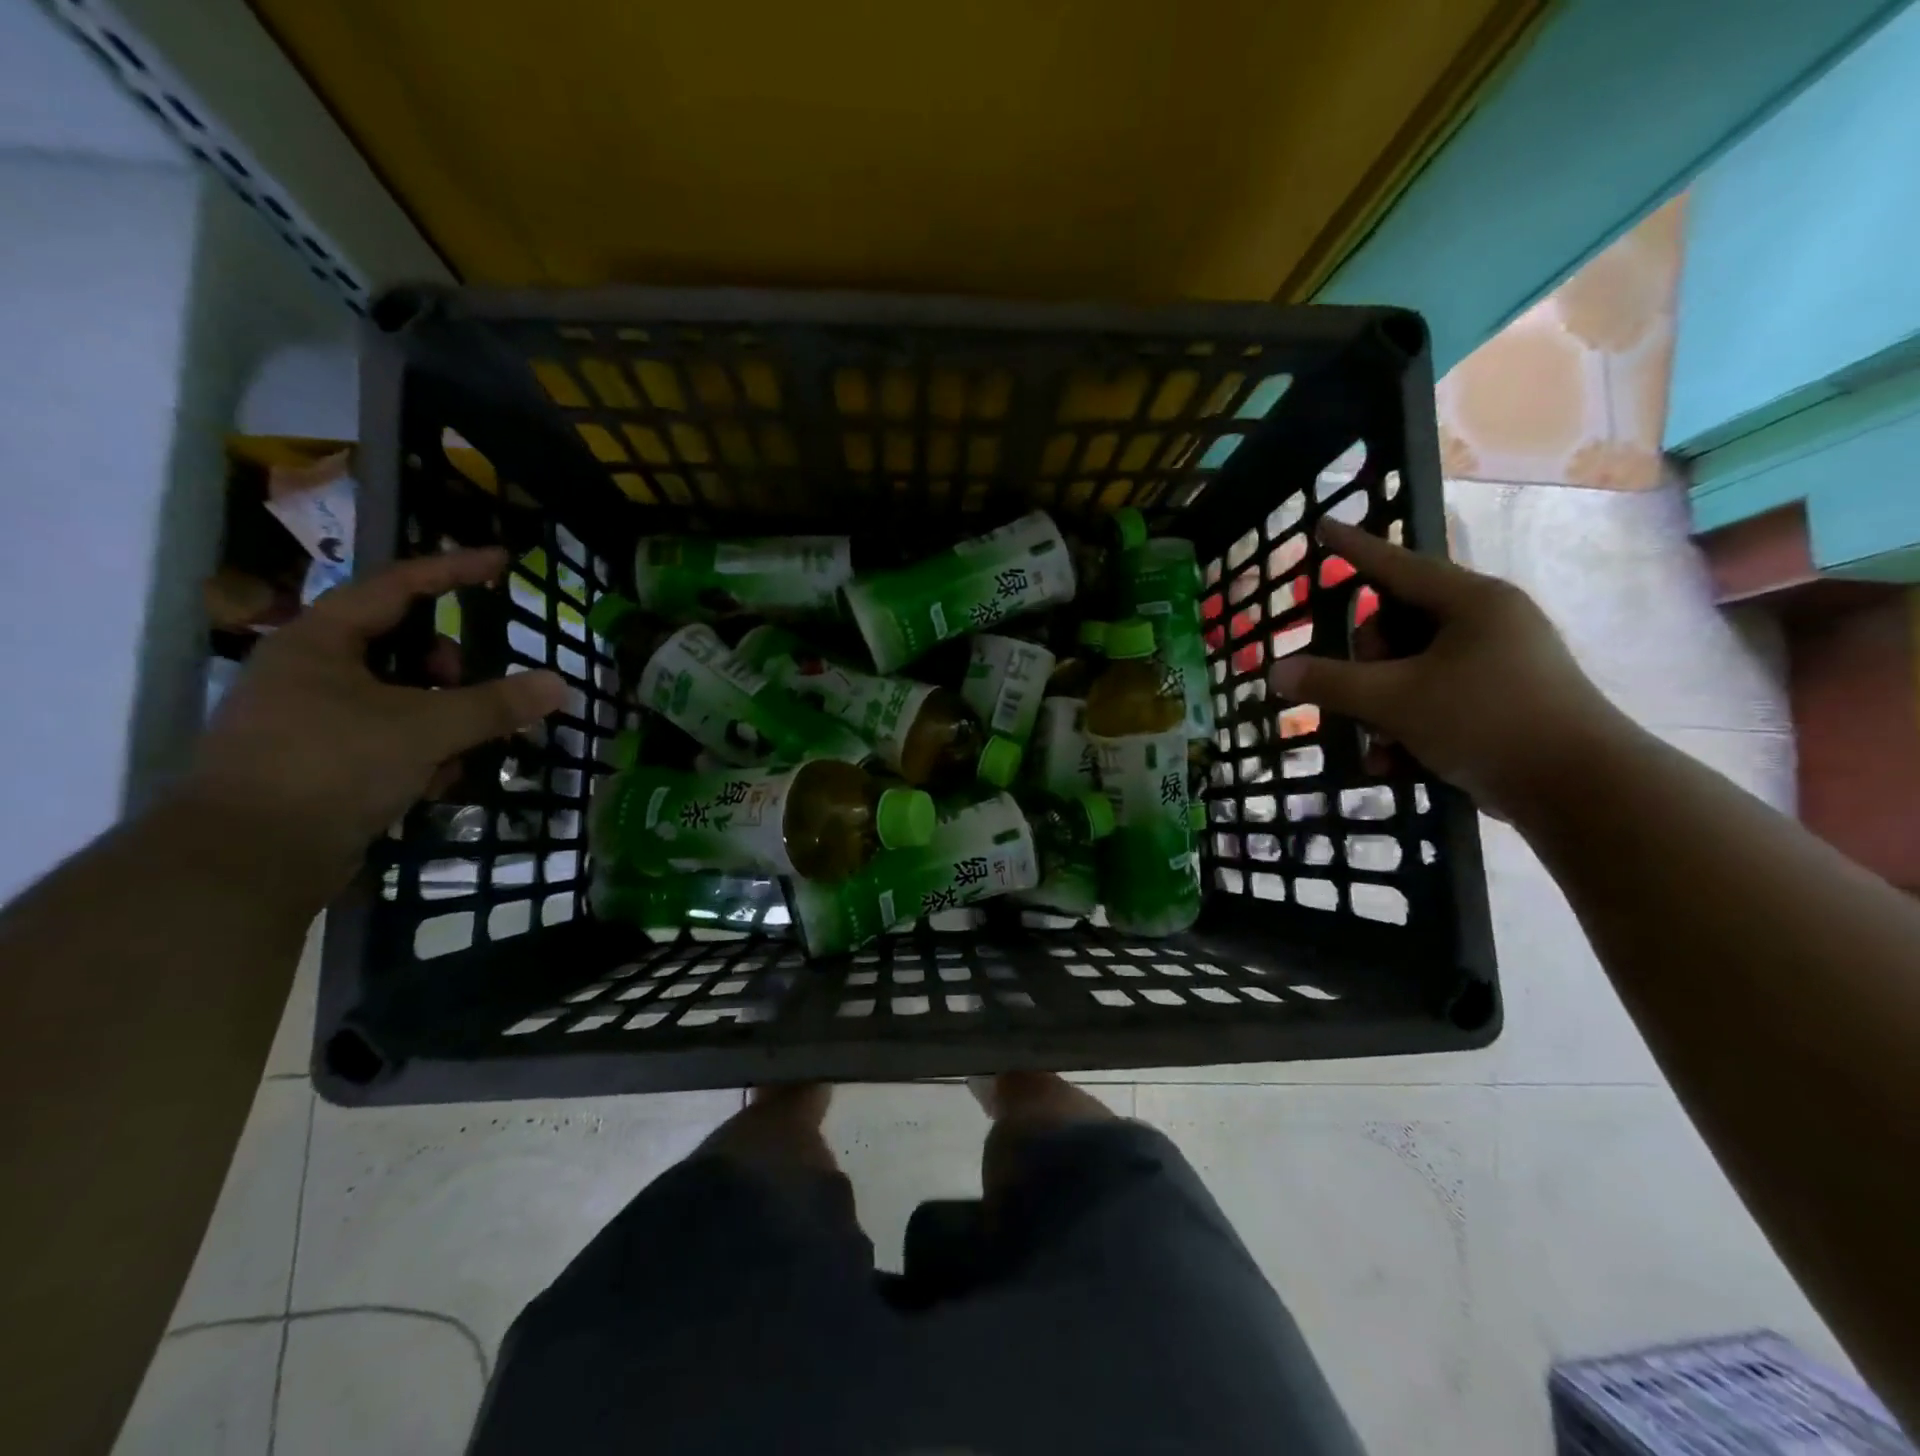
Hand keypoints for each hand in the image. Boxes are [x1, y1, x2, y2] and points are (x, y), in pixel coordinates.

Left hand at [183, 549, 568, 894]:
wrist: (247, 859)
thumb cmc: (332, 766)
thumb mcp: (425, 728)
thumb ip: (495, 704)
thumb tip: (558, 684)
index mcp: (320, 642)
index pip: (396, 586)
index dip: (452, 571)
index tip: (500, 561)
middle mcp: (311, 672)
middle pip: (401, 648)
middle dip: (447, 670)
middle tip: (471, 692)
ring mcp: (312, 720)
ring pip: (400, 700)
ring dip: (441, 721)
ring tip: (460, 754)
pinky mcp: (320, 764)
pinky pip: (388, 740)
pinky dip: (420, 754)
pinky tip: (435, 784)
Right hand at [1267, 519, 1628, 816]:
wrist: (1581, 790)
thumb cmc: (1486, 721)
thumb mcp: (1394, 700)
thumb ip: (1330, 683)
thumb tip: (1277, 671)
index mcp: (1470, 603)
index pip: (1395, 565)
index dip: (1353, 549)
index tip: (1323, 526)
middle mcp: (1485, 624)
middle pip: (1397, 627)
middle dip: (1367, 666)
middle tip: (1358, 695)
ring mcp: (1496, 665)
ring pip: (1410, 671)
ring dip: (1381, 708)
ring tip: (1376, 744)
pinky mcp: (1500, 704)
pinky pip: (1434, 702)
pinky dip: (1407, 729)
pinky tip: (1392, 764)